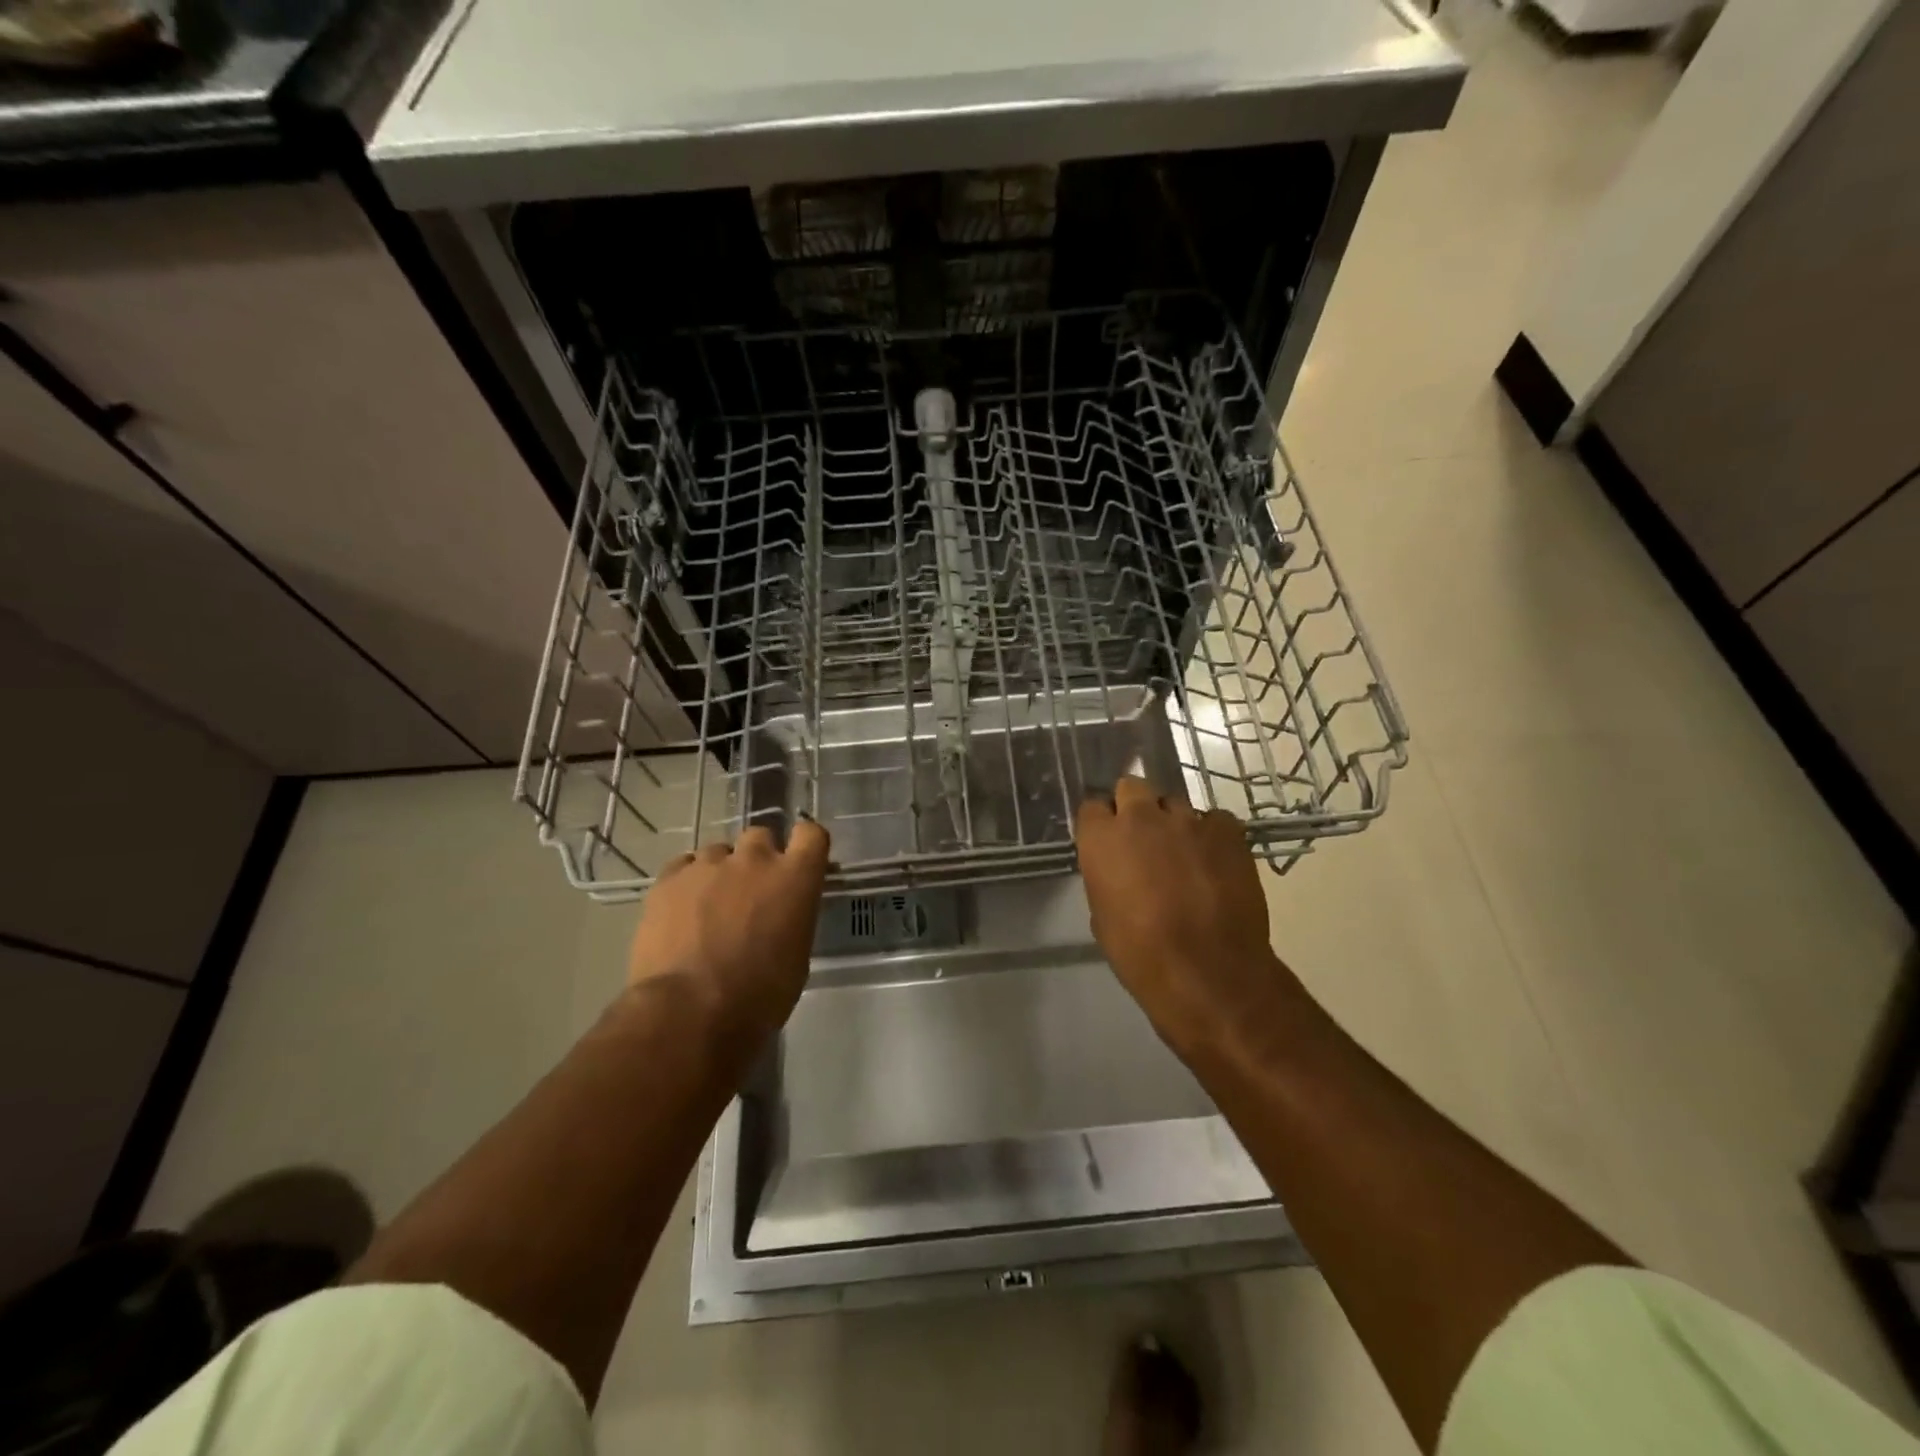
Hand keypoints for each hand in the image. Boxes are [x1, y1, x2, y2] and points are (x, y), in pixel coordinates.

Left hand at [627, 821, 829, 1046]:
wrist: (689, 1012)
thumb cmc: (759, 996)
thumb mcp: (797, 958)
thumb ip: (792, 919)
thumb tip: (779, 916)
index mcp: (796, 878)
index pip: (811, 834)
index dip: (805, 845)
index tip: (800, 863)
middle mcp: (755, 859)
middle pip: (761, 837)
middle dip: (758, 859)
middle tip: (751, 894)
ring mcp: (708, 865)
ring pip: (718, 852)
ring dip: (720, 872)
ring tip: (709, 909)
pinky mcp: (669, 878)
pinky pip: (684, 866)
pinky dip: (687, 883)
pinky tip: (682, 912)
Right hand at [1076, 777, 1285, 1059]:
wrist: (1208, 972)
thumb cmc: (1140, 954)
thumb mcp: (1102, 915)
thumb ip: (1106, 876)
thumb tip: (1118, 870)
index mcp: (1101, 838)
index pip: (1092, 807)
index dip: (1101, 823)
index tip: (1108, 840)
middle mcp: (1141, 816)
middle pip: (1132, 787)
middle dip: (1135, 806)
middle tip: (1144, 838)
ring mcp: (1187, 819)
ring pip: (1175, 803)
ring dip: (1174, 822)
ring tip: (1184, 853)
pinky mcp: (1227, 830)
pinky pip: (1214, 820)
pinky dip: (1212, 834)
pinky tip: (1216, 861)